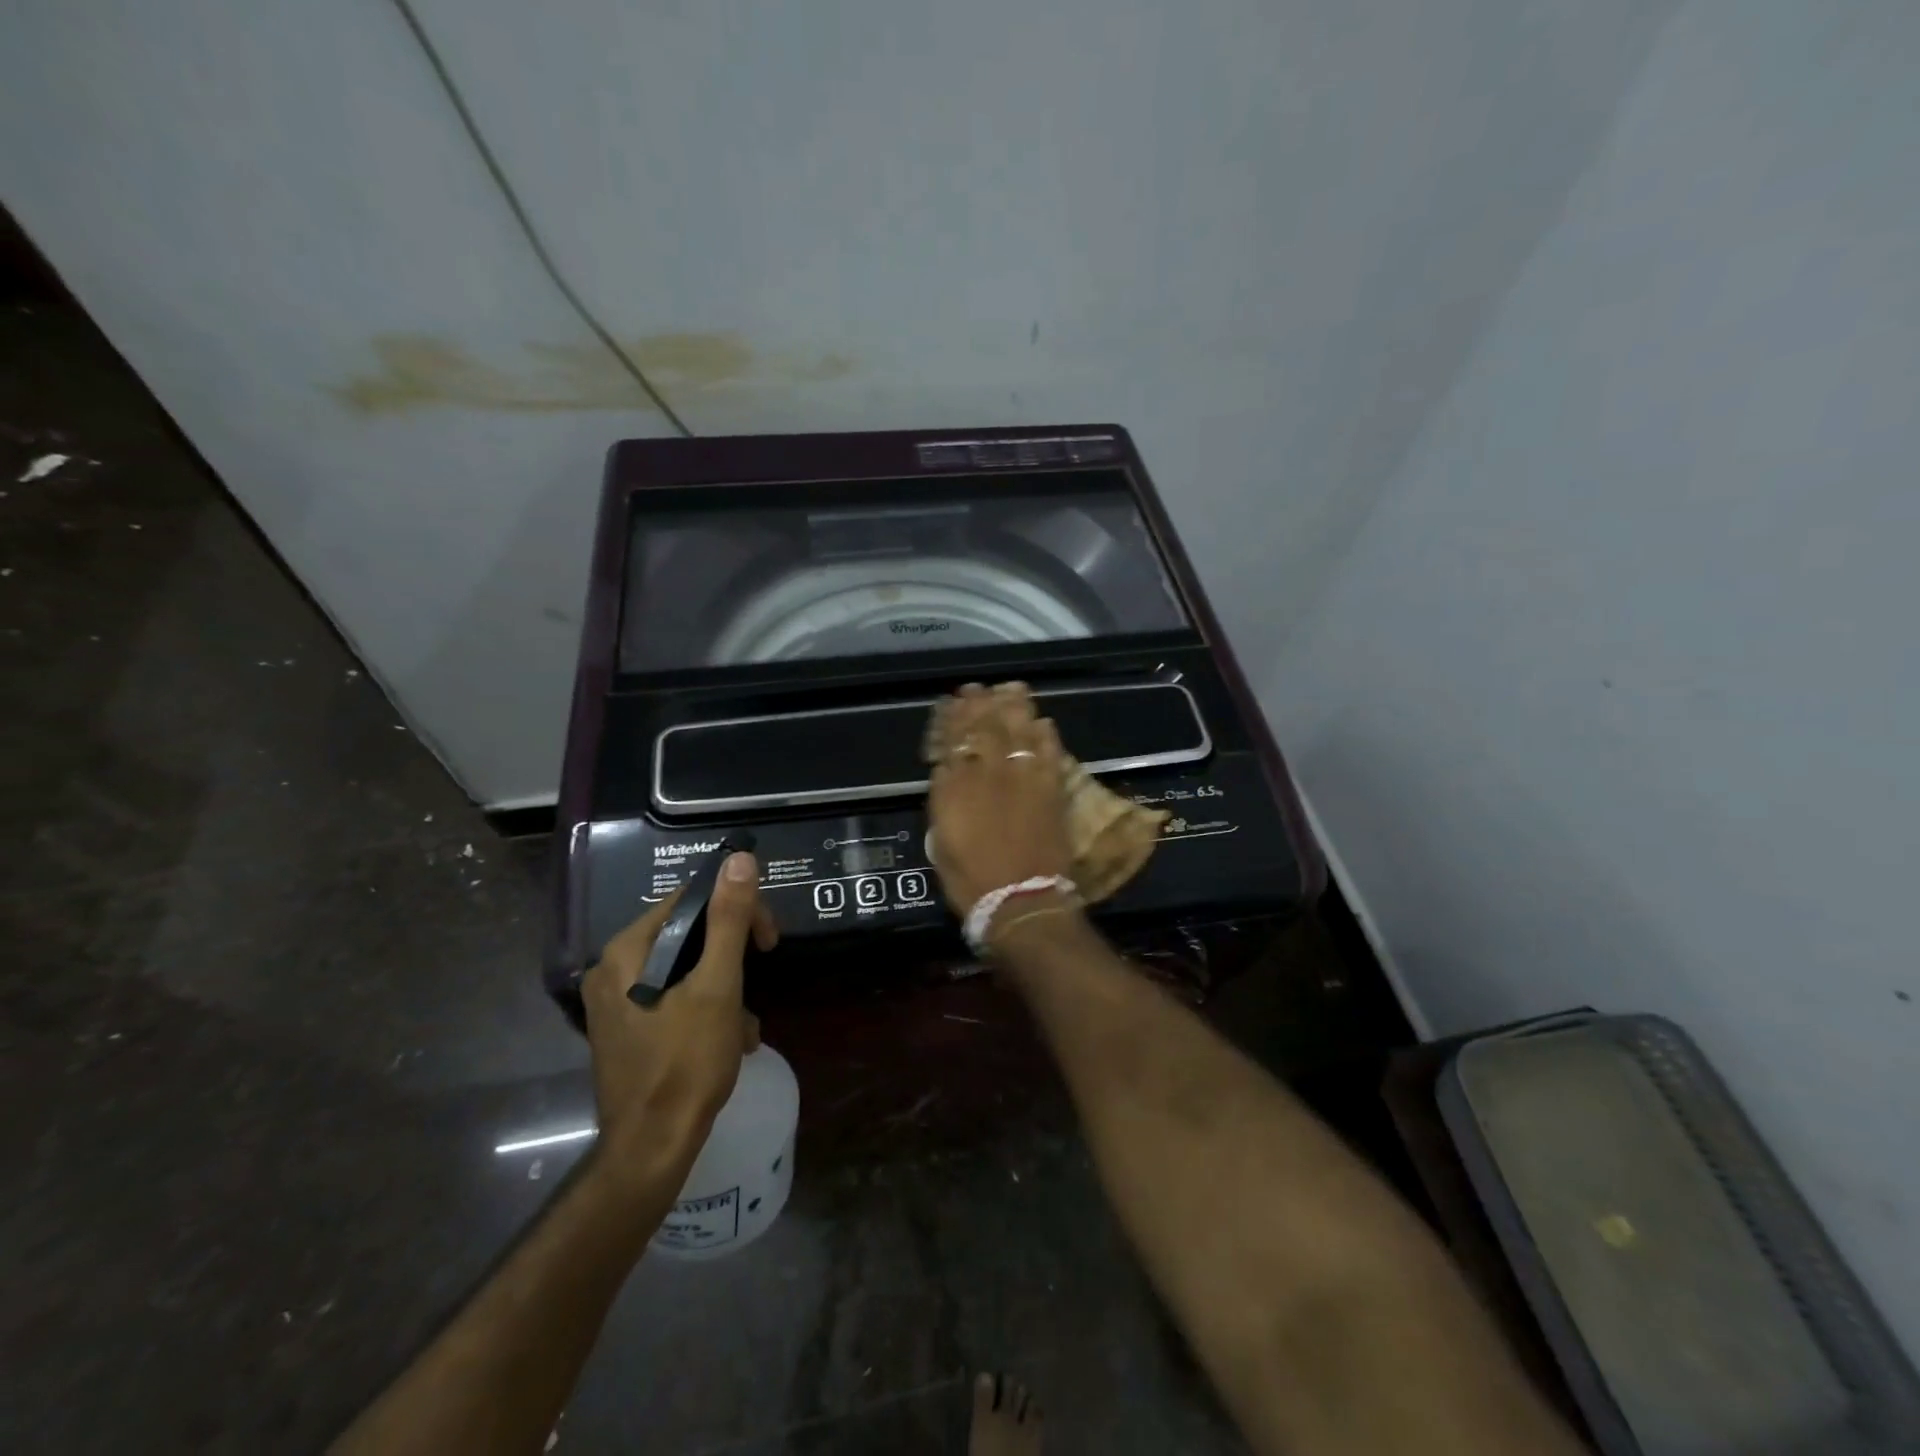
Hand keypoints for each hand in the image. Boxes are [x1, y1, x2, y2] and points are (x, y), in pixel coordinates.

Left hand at [581, 852, 778, 1171]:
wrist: (652, 1150)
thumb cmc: (685, 1063)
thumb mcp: (717, 986)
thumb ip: (729, 920)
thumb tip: (739, 858)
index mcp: (627, 952)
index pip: (689, 901)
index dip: (736, 910)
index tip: (769, 940)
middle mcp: (614, 970)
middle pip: (688, 935)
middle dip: (732, 958)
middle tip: (762, 974)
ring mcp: (618, 1003)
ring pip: (687, 970)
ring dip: (726, 989)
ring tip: (747, 1025)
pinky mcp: (629, 1029)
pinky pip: (675, 999)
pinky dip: (707, 1010)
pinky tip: (732, 1041)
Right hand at [927, 683, 1073, 916]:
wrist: (1020, 903)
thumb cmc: (971, 881)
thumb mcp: (941, 841)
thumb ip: (944, 799)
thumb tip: (948, 770)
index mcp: (956, 787)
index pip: (952, 740)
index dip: (952, 718)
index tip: (952, 702)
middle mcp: (989, 774)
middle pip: (984, 727)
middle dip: (980, 703)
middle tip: (978, 688)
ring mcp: (1024, 779)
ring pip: (1019, 730)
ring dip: (1014, 707)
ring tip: (1011, 690)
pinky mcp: (1052, 789)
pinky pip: (1050, 752)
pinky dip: (1046, 734)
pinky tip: (1042, 722)